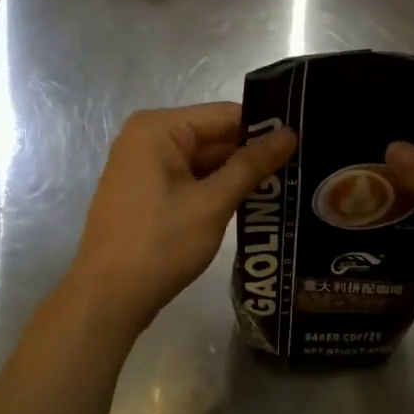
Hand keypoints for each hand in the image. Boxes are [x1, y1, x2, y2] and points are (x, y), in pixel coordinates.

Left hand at [72, 102, 297, 329]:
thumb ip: (251, 165)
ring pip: (205, 161)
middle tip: (304, 166)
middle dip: (254, 154)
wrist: (108, 299)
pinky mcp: (147, 193)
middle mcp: (148, 138)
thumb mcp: (212, 203)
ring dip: (239, 175)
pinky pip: (191, 180)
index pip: (226, 115)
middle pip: (215, 136)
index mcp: (159, 128)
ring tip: (289, 184)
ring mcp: (145, 167)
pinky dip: (218, 190)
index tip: (306, 142)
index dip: (266, 128)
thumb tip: (290, 134)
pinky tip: (254, 202)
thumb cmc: (160, 244)